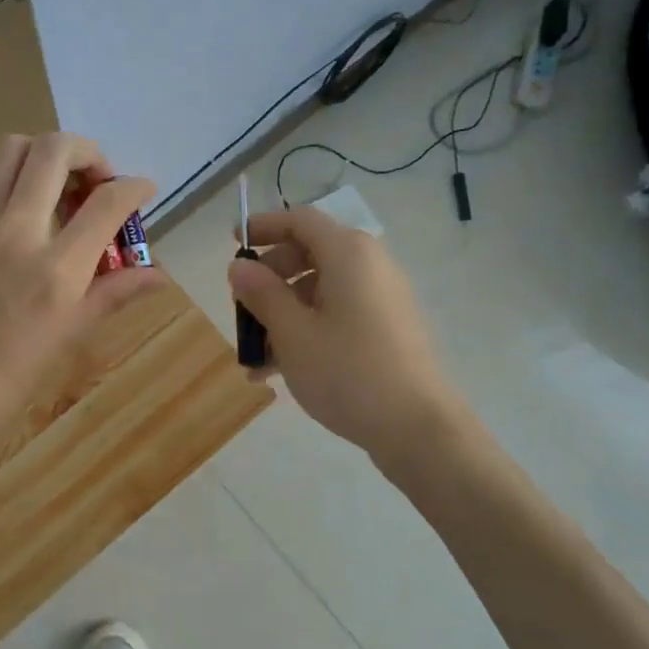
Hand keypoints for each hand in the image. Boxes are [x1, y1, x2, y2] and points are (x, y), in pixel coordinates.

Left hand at [0, 133, 160, 473]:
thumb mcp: (62, 343)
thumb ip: (110, 296)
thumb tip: (157, 275)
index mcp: (55, 271)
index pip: (106, 202)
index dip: (134, 188)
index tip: (144, 192)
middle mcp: (18, 232)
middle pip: (54, 149)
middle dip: (89, 153)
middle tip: (100, 186)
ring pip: (14, 149)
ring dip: (48, 155)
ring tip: (65, 193)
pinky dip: (20, 176)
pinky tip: (32, 217)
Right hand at [228, 207, 461, 455]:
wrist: (417, 427)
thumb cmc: (347, 371)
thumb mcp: (292, 332)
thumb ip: (262, 294)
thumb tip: (239, 267)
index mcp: (348, 253)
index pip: (300, 220)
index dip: (263, 226)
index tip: (232, 241)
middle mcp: (370, 265)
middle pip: (309, 253)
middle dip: (269, 277)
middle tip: (241, 305)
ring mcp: (381, 299)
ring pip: (320, 290)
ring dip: (282, 312)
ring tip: (253, 352)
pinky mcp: (386, 329)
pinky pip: (337, 314)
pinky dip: (307, 329)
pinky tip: (278, 370)